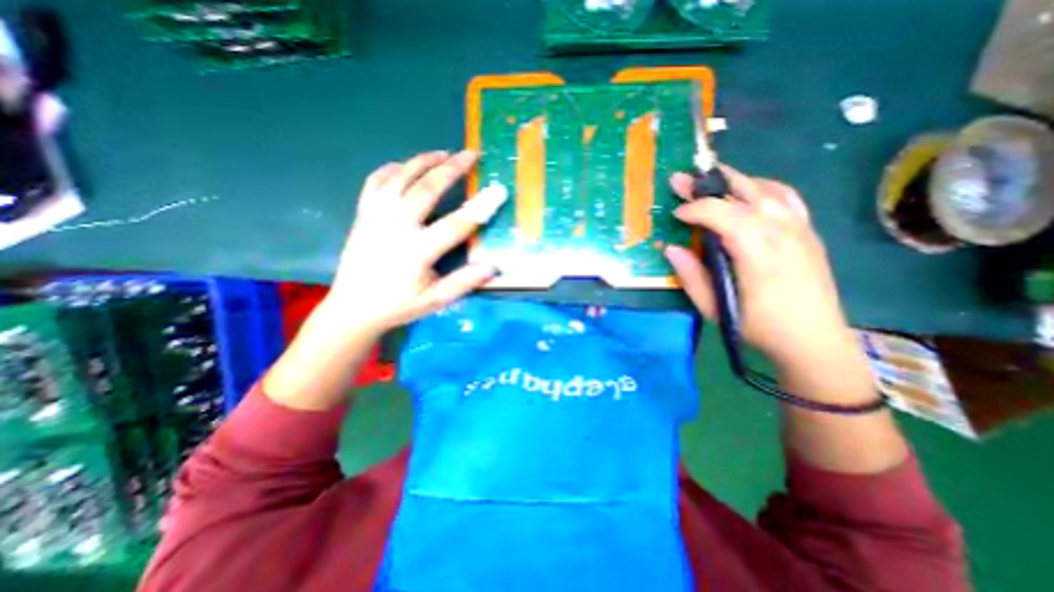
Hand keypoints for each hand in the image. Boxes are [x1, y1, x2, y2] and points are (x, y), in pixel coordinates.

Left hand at [326, 150, 514, 338]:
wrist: (353, 308)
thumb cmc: (398, 305)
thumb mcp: (435, 301)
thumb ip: (463, 282)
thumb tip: (492, 266)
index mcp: (416, 252)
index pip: (455, 225)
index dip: (480, 207)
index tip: (498, 191)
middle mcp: (395, 228)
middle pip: (425, 190)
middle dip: (451, 170)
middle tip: (470, 154)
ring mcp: (375, 218)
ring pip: (399, 179)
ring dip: (422, 162)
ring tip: (443, 153)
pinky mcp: (363, 215)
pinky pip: (375, 182)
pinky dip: (391, 170)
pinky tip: (403, 165)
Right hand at [670, 166, 859, 369]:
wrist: (814, 340)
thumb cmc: (758, 327)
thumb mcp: (715, 308)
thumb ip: (692, 276)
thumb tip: (672, 249)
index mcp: (757, 249)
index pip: (721, 212)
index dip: (694, 208)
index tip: (675, 214)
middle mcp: (781, 229)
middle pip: (742, 191)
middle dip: (707, 184)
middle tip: (681, 179)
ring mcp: (799, 227)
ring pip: (765, 188)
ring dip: (734, 181)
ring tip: (709, 181)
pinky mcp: (808, 231)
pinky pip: (785, 196)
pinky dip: (762, 187)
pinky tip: (748, 192)